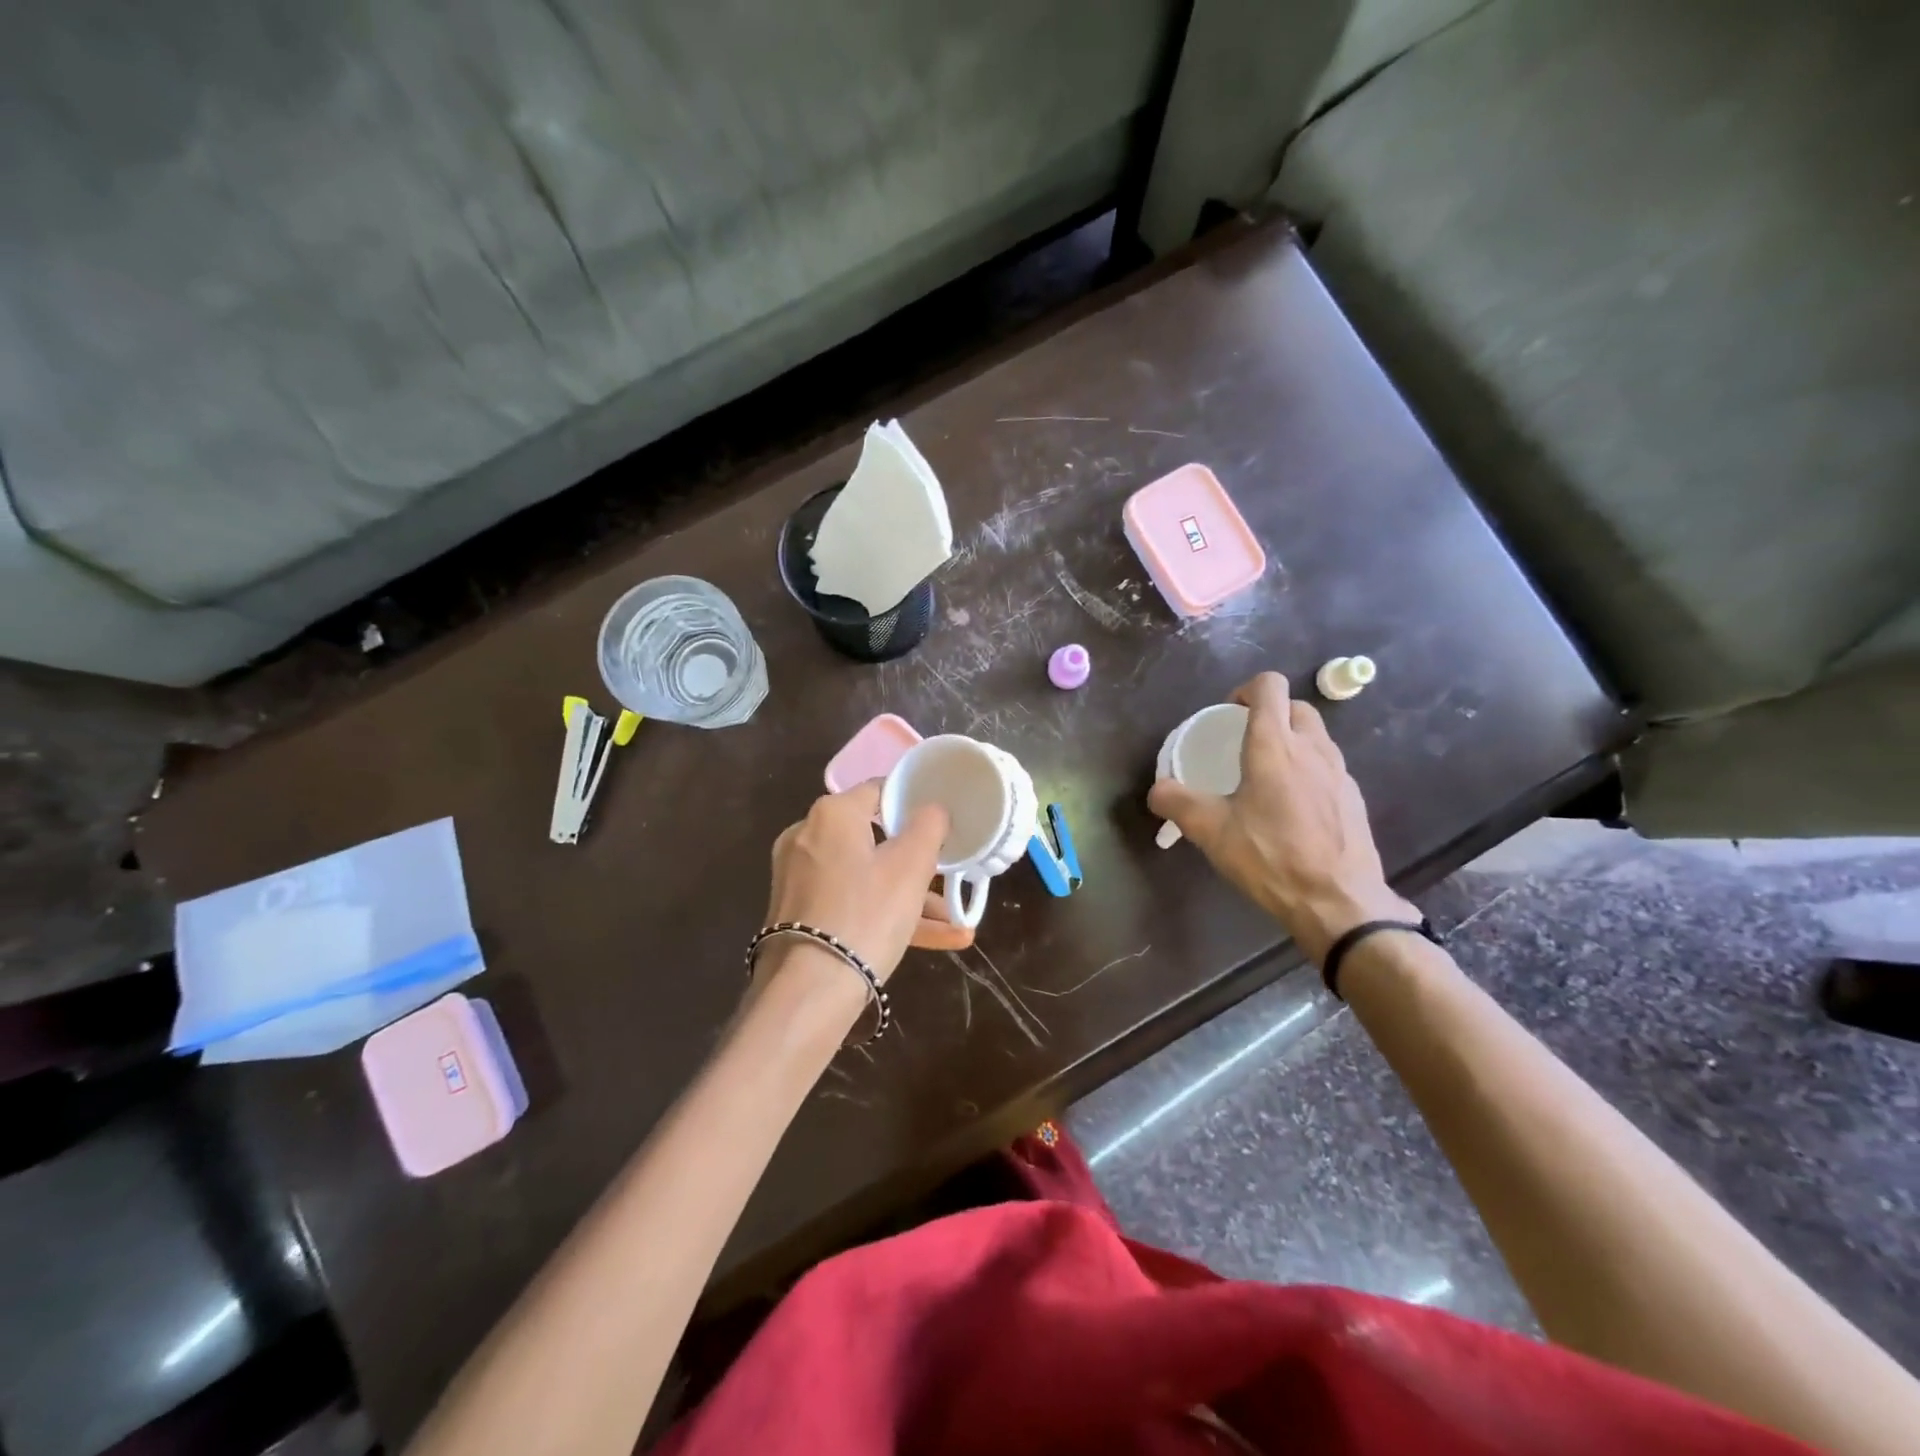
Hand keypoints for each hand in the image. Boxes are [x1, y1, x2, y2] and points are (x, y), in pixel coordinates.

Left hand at [760, 781, 971, 993]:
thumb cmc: (866, 915)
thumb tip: (932, 807)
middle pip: (875, 839)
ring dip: (910, 897)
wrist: (808, 992)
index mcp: (832, 813)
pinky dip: (884, 914)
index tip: (943, 826)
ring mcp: (799, 876)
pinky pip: (851, 902)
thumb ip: (928, 827)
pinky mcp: (798, 912)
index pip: (881, 791)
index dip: (915, 804)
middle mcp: (807, 836)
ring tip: (956, 925)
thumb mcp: (910, 867)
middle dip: (919, 863)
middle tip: (950, 879)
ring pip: (866, 876)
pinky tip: (933, 941)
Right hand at [1148, 671, 1417, 964]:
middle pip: (1296, 706)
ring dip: (1292, 741)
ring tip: (1267, 776)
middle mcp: (1312, 748)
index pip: (1270, 686)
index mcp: (1274, 746)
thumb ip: (1177, 803)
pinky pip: (1328, 766)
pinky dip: (1309, 770)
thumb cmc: (1270, 857)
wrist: (1338, 902)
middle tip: (1244, 743)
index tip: (1228, 716)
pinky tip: (1292, 807)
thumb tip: (1157, 790)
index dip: (1246, 691)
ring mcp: (1339, 772)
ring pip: (1316, 736)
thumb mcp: (1211, 831)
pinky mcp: (1353, 798)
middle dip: (1270, 713)